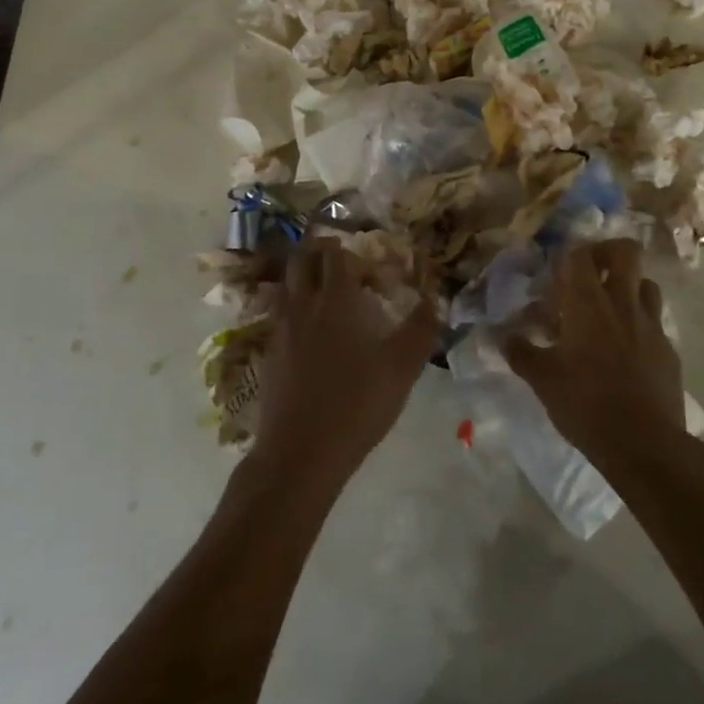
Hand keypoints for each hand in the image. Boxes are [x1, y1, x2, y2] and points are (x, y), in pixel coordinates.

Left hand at [251, 237, 439, 492]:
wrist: (301, 453)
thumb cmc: (357, 403)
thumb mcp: (402, 368)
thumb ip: (420, 329)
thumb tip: (434, 299)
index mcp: (336, 298)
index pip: (335, 254)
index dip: (348, 250)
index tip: (363, 261)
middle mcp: (304, 304)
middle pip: (302, 259)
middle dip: (317, 251)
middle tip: (337, 261)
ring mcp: (281, 328)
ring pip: (285, 284)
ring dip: (300, 276)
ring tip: (318, 287)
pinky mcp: (269, 353)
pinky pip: (277, 314)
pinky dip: (289, 306)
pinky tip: (304, 328)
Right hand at [505, 239, 684, 465]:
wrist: (645, 446)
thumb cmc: (586, 404)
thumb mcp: (543, 380)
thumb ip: (521, 352)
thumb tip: (503, 336)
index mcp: (588, 303)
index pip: (580, 255)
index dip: (568, 257)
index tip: (556, 278)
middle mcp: (622, 303)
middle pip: (626, 252)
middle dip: (607, 253)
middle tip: (590, 274)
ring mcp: (651, 325)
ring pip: (646, 284)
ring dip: (628, 287)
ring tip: (610, 309)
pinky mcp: (669, 350)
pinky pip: (655, 322)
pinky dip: (640, 324)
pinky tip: (626, 350)